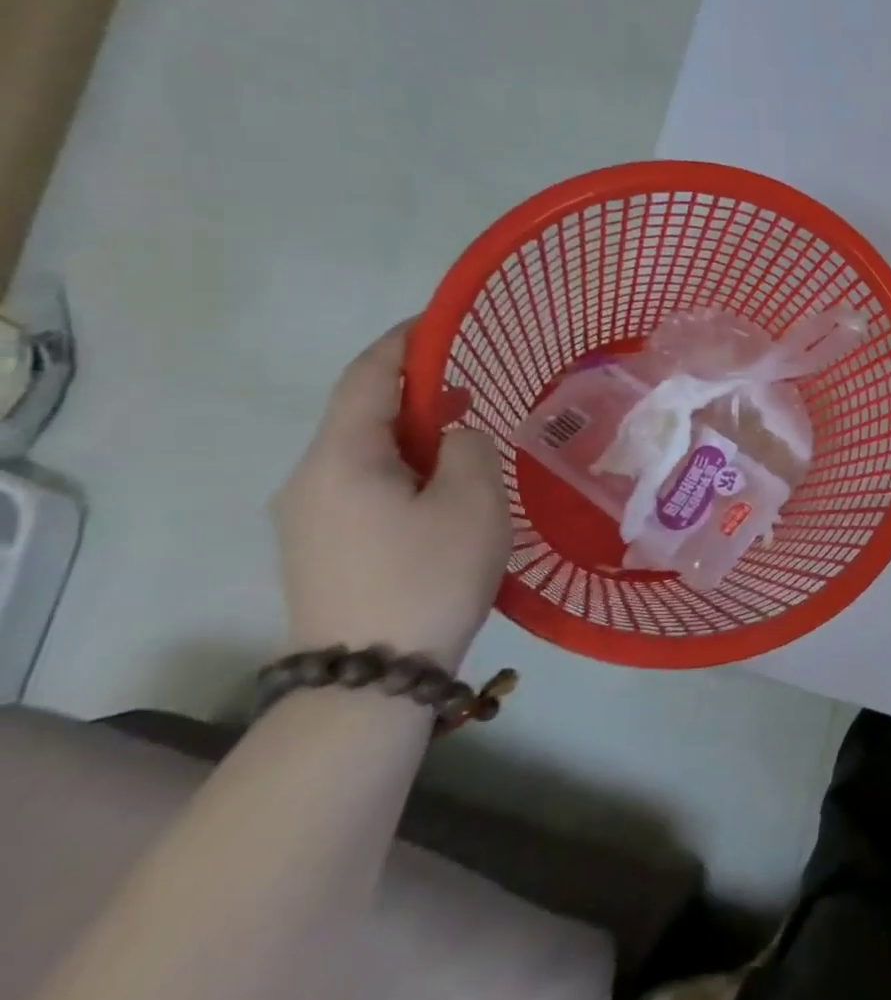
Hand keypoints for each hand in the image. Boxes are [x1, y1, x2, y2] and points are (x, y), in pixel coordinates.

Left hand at [273, 323, 511, 669]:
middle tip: (475, 389)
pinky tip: (441, 488)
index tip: (442, 320)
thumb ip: (466, 447)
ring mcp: (306, 516)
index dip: (404, 342)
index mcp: (340, 458)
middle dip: (416, 392)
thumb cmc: (428, 575)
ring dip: (412, 434)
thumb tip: (451, 438)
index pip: (367, 377)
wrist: (369, 678)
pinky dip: (402, 467)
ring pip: (363, 452)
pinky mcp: (319, 546)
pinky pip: (361, 484)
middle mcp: (308, 479)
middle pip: (361, 414)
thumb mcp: (472, 499)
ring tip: (466, 440)